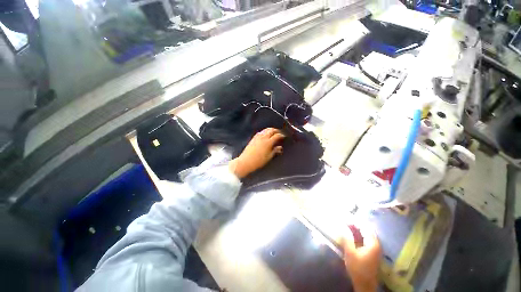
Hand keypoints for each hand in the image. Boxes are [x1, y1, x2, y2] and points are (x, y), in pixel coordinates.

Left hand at [228, 128, 284, 178]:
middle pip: (271, 130)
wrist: (246, 161)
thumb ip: (275, 151)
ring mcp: (257, 137)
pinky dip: (265, 131)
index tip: (284, 136)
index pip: (277, 135)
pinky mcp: (253, 138)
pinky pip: (261, 132)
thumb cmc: (259, 161)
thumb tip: (280, 147)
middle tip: (280, 133)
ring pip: (266, 130)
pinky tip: (265, 134)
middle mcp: (263, 137)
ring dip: (271, 130)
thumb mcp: (269, 157)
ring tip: (274, 132)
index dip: (282, 135)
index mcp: (268, 142)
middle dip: (277, 130)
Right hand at [340, 224, 381, 291]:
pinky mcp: (372, 252)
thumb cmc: (358, 269)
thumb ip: (347, 238)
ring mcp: (375, 248)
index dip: (354, 221)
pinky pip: (365, 238)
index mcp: (373, 243)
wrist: (365, 285)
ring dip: (356, 229)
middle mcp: (376, 244)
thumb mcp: (350, 253)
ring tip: (346, 225)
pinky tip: (351, 234)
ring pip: (366, 234)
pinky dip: (358, 234)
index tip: (344, 217)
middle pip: (366, 229)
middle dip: (355, 224)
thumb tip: (342, 226)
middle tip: (344, 220)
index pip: (364, 226)